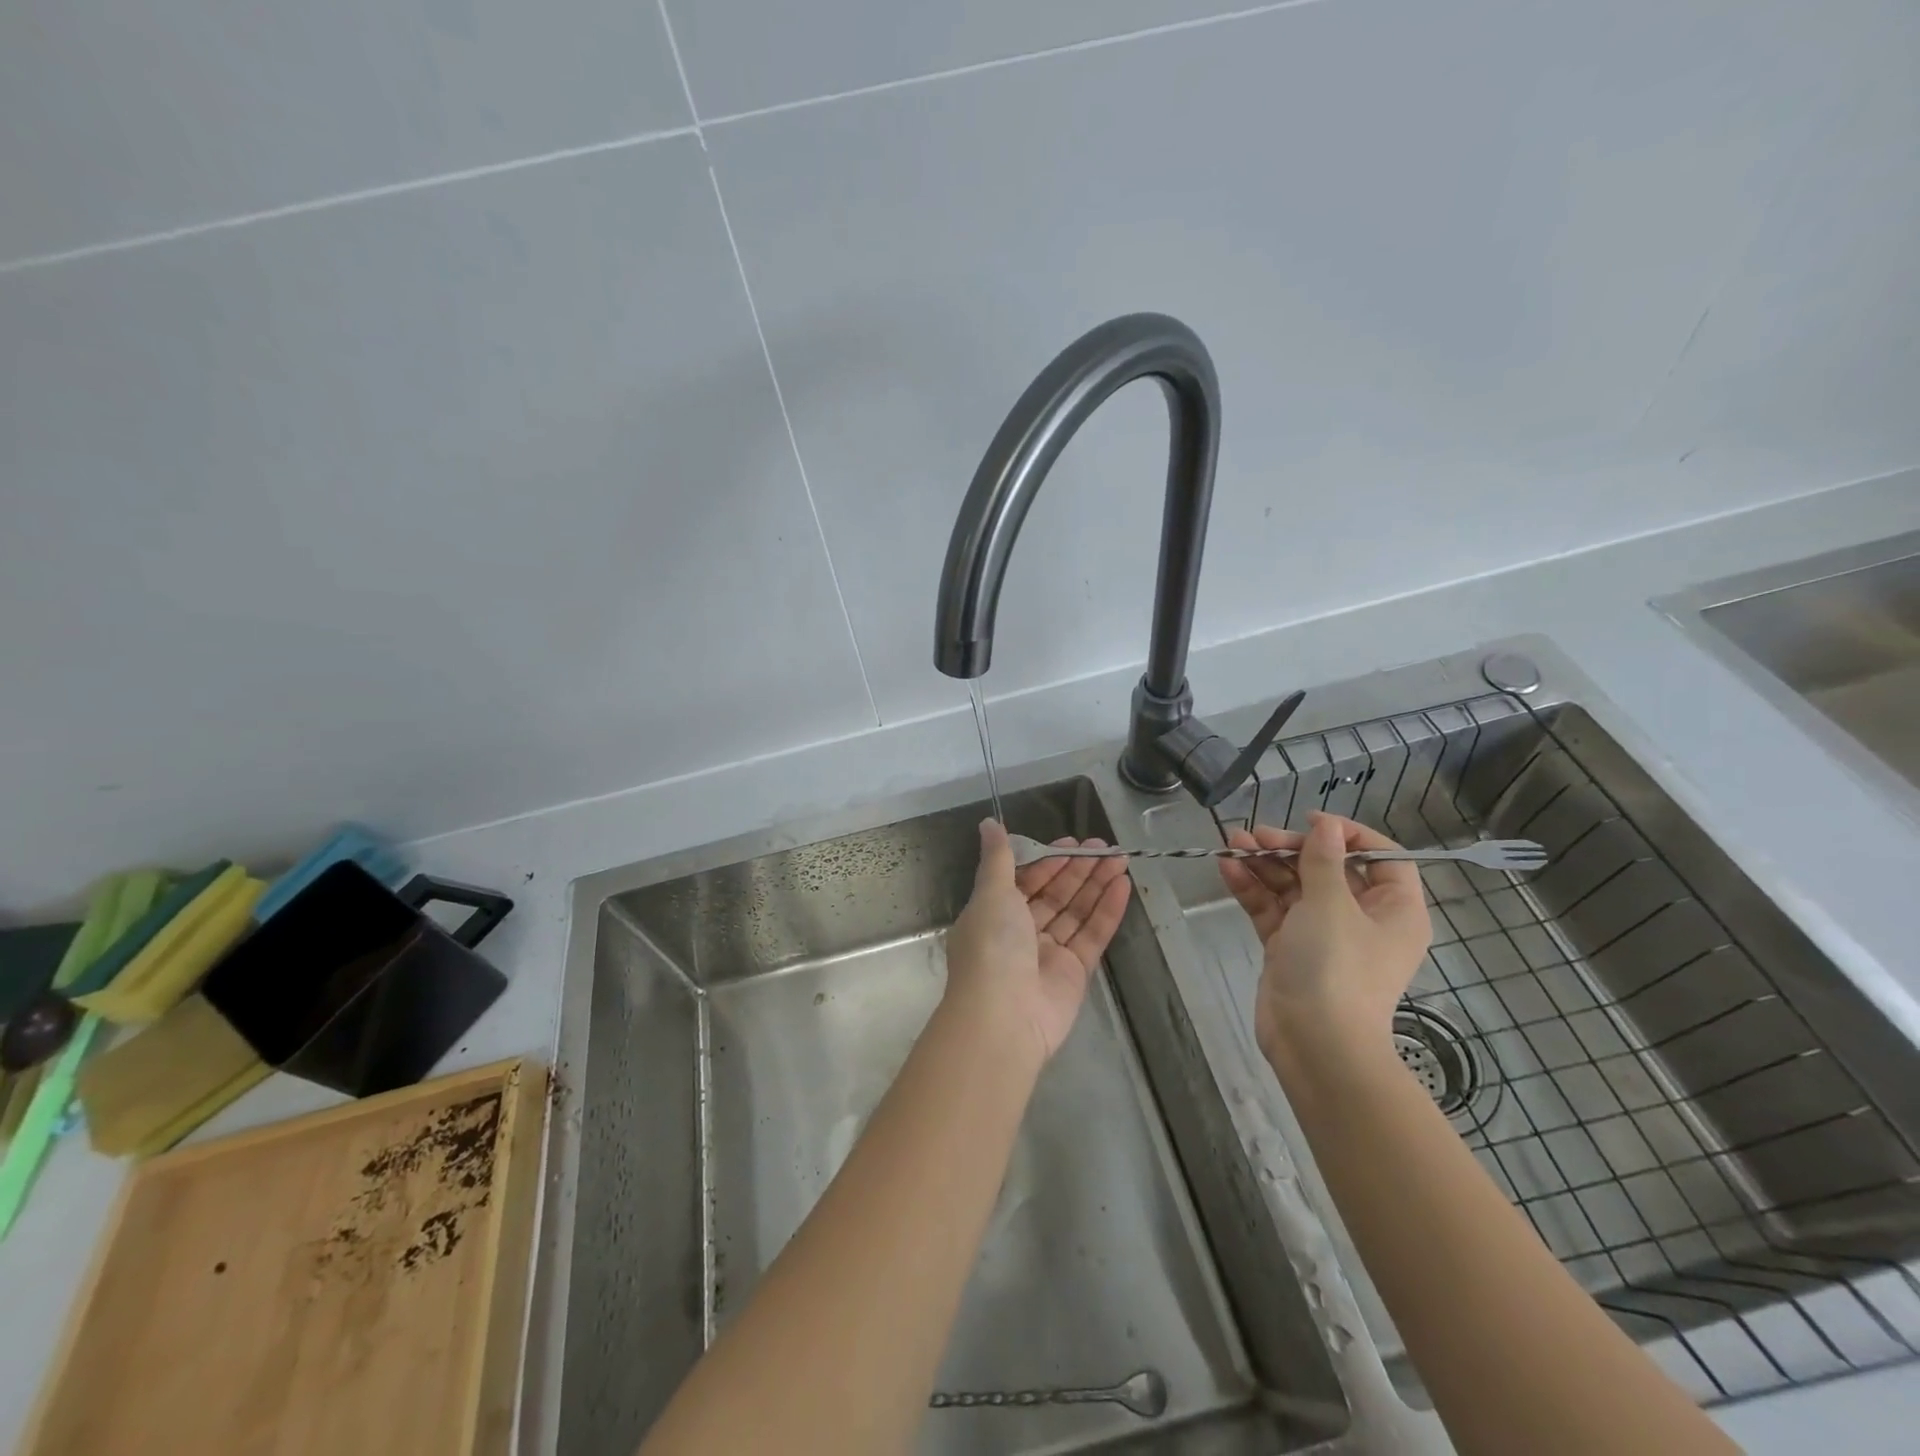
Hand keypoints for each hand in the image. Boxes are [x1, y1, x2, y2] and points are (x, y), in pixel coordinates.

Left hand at [944, 820, 1131, 1064]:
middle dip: (1078, 869)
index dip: (1048, 860)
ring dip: (1097, 884)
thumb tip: (988, 823)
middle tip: (1105, 846)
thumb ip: (998, 858)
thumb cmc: (992, 946)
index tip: (1073, 843)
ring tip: (1121, 858)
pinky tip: (1123, 886)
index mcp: (995, 912)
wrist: (1004, 1016)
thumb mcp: (991, 893)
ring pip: (1076, 911)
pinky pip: (1092, 935)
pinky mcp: (1075, 973)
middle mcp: (1020, 932)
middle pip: (1054, 893)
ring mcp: (1048, 953)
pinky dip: (1108, 911)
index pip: (1025, 879)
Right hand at [1219, 811, 1430, 1076]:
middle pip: (1328, 869)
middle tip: (1256, 836)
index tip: (1312, 823)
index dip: (1349, 835)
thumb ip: (1323, 860)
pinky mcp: (1289, 948)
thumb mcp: (1331, 905)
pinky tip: (1227, 867)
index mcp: (1393, 910)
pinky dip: (1252, 889)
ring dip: (1264, 864)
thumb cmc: (1337, 968)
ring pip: (1293, 887)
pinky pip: (1272, 909)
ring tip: (1231, 842)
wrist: (1314, 1044)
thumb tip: (1327, 826)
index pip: (1382, 858)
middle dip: (1290, 848)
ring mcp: (1322, 934)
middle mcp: (1361, 919)